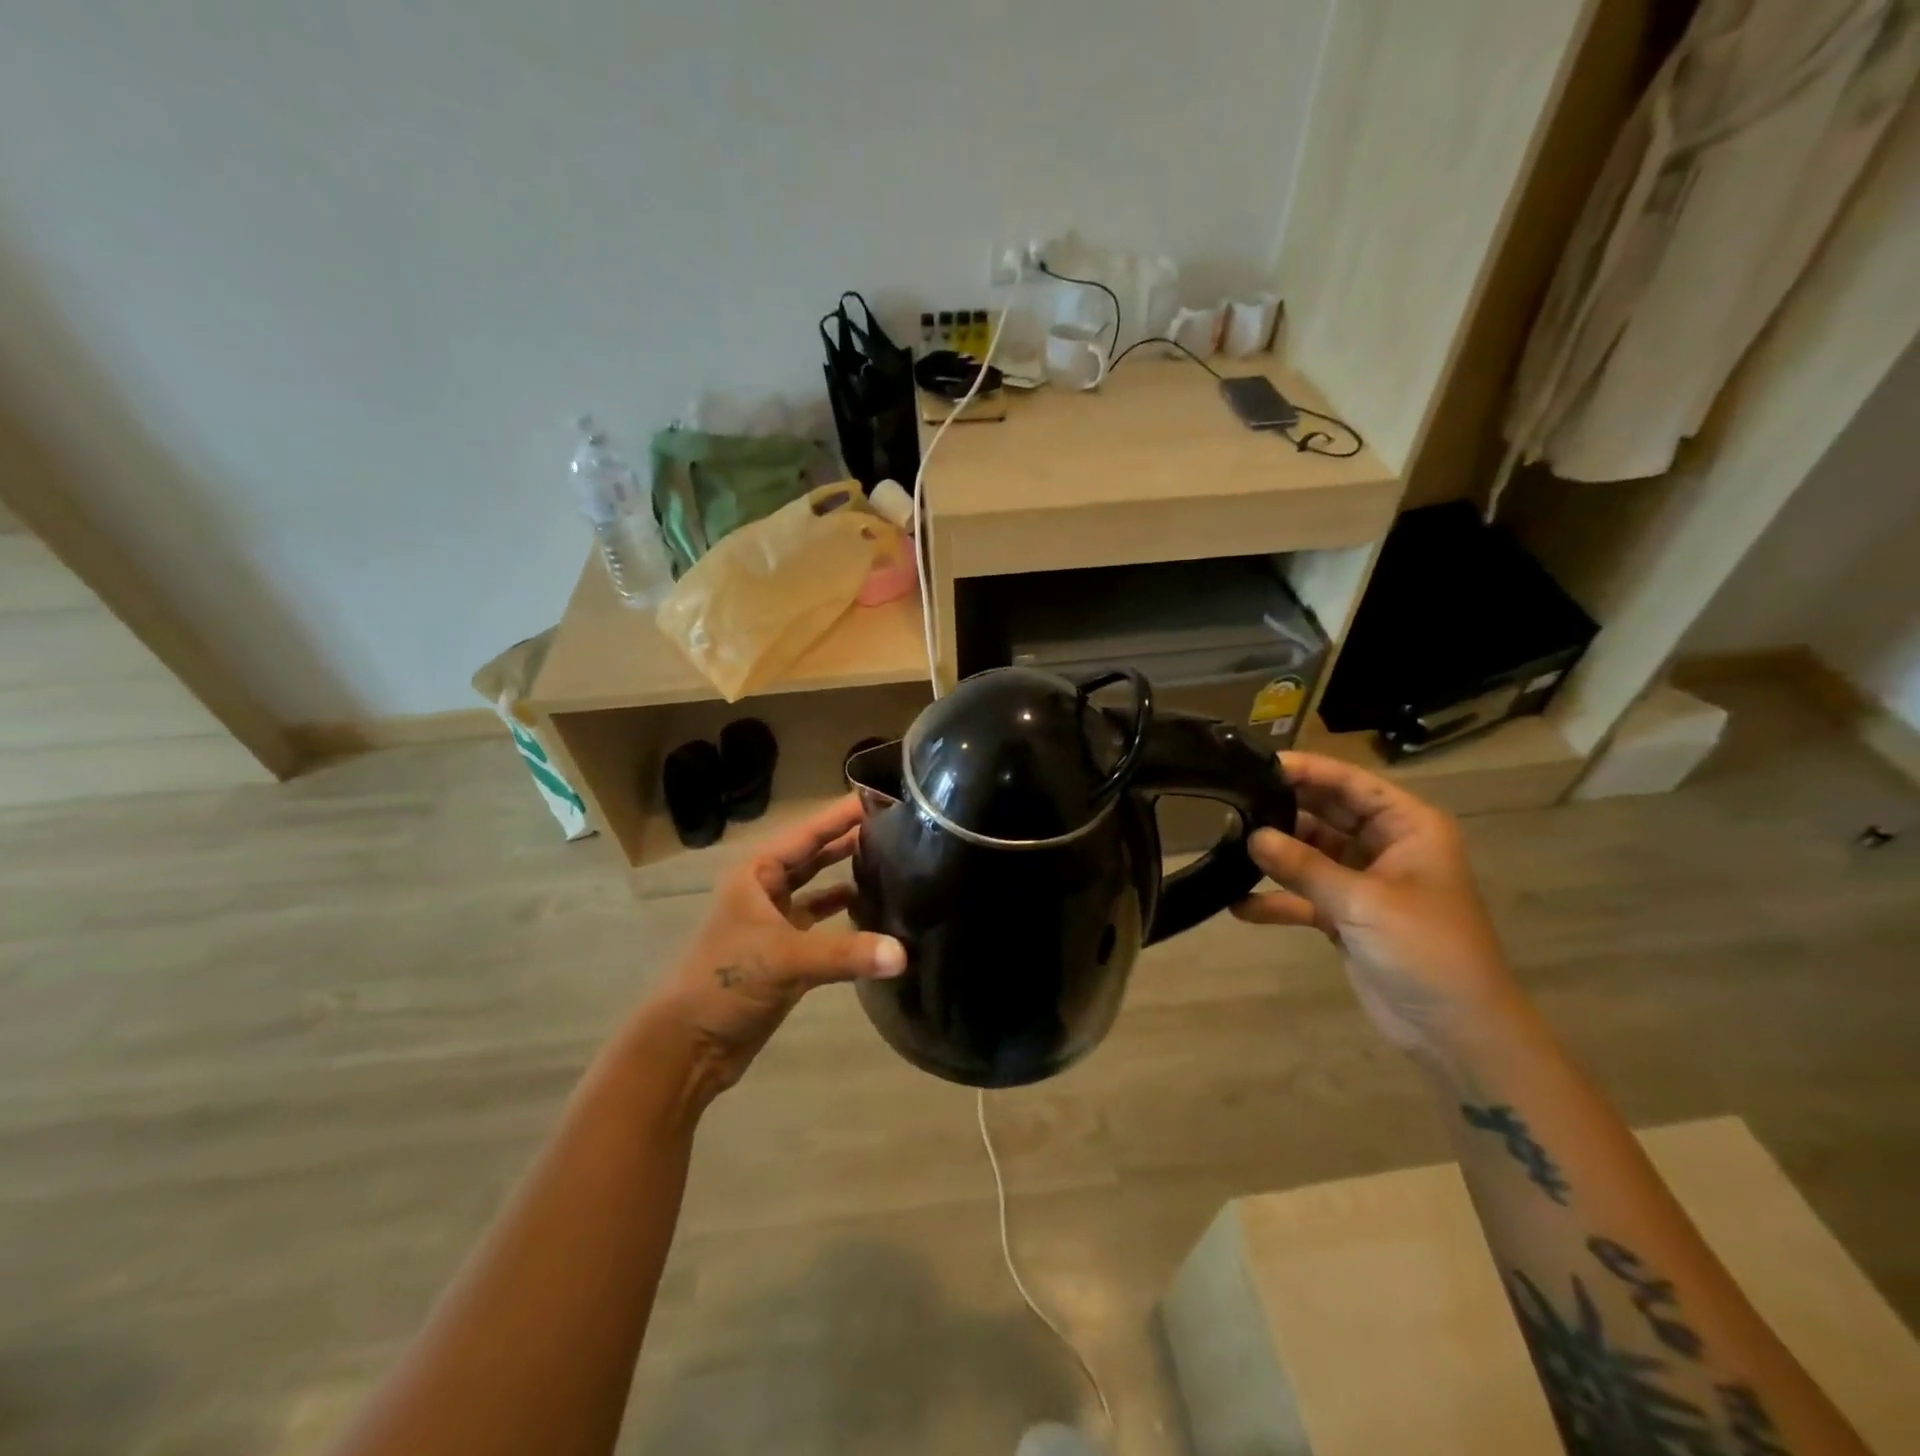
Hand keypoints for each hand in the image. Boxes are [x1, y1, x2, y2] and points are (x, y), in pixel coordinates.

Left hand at [654, 795, 905, 1101]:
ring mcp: (776, 922)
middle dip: (851, 839)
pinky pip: (823, 924)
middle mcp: (767, 890)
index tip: (884, 795)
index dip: (843, 814)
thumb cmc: (724, 983)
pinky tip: (876, 911)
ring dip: (850, 874)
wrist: (689, 1047)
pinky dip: (846, 916)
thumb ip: (845, 953)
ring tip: (896, 861)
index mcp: (758, 874)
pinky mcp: (787, 954)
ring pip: (820, 887)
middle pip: (815, 854)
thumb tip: (904, 955)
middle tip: (900, 825)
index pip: (808, 832)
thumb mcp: (783, 959)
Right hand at [1234, 752, 1521, 1054]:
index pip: (1352, 784)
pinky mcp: (1347, 916)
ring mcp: (1365, 882)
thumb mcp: (1363, 901)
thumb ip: (1304, 866)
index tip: (1258, 763)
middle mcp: (1386, 847)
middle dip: (1284, 809)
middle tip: (1232, 798)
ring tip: (1228, 844)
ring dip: (1276, 854)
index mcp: (1408, 828)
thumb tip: (1251, 836)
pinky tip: (1238, 904)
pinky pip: (1305, 896)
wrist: (1458, 1031)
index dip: (1308, 770)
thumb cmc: (1425, 949)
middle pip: (1328, 814)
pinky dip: (1277, 900)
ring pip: (1312, 853)